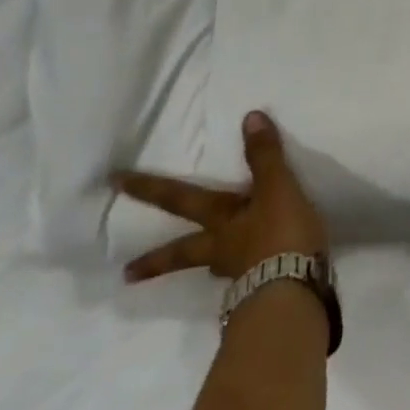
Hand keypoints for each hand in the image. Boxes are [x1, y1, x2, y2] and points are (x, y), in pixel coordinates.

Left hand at [115, 111, 328, 283]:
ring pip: (214, 267)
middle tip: (126, 274)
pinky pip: (248, 281)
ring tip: (207, 269)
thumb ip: (265, 156)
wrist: (294, 291)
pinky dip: (247, 276)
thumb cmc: (281, 235)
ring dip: (206, 267)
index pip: (180, 199)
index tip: (115, 184)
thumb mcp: (277, 188)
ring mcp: (240, 274)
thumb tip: (250, 117)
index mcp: (221, 220)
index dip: (150, 189)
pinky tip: (255, 277)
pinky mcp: (261, 292)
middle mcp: (222, 248)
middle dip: (156, 261)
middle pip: (183, 251)